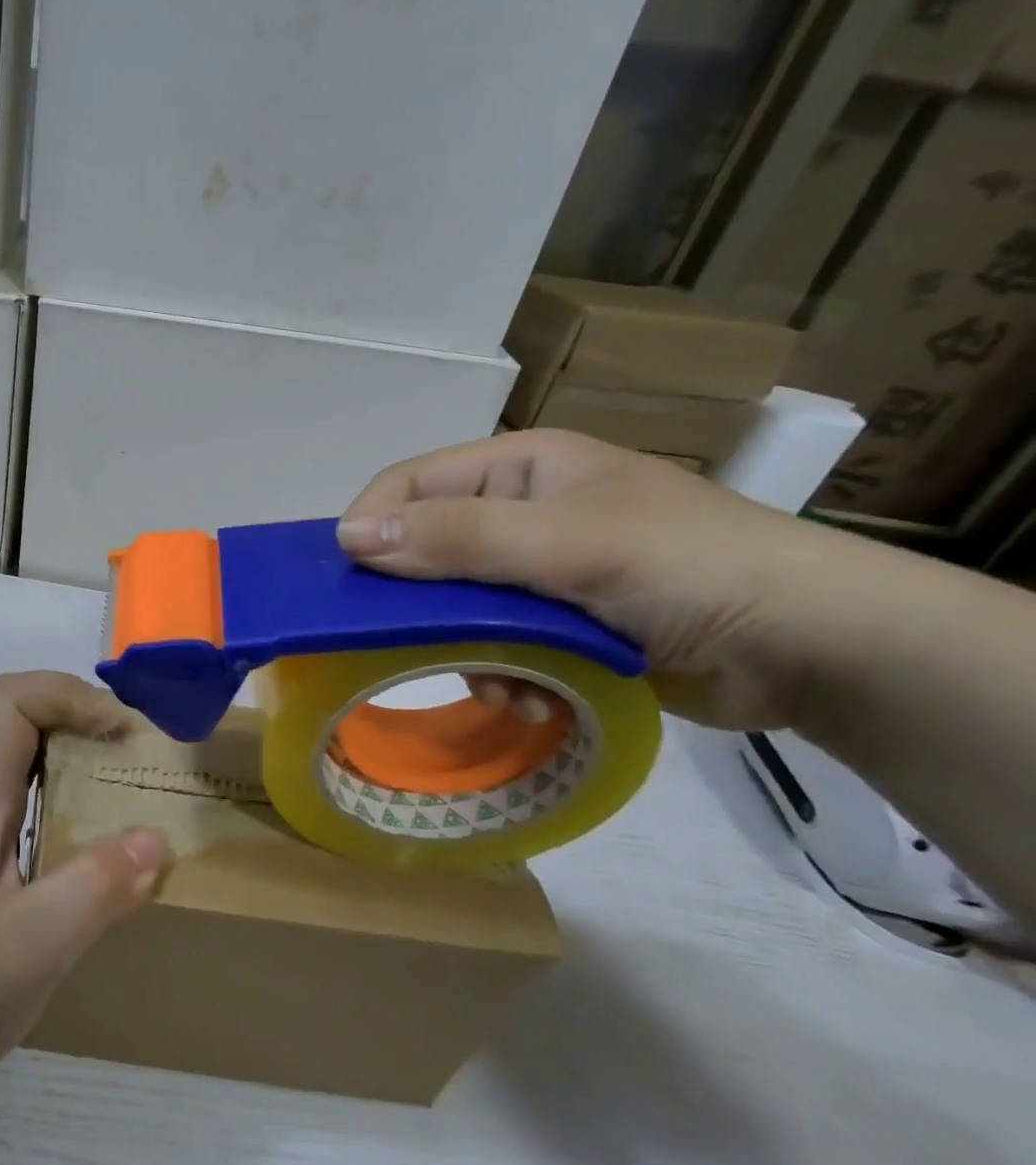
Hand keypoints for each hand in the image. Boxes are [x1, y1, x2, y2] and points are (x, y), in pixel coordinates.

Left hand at [0, 672, 170, 1096]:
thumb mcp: (30, 947)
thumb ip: (94, 889)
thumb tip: (157, 838)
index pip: (9, 700)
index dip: (68, 695)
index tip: (120, 733)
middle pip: (18, 714)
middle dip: (79, 713)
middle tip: (133, 750)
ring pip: (25, 752)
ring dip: (77, 749)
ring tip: (128, 780)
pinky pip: (32, 795)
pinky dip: (72, 791)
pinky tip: (101, 835)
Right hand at [336, 430, 829, 730]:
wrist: (817, 648)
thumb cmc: (688, 568)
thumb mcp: (566, 545)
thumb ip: (457, 538)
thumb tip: (347, 536)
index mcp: (520, 468)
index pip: (410, 484)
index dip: (372, 526)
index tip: (349, 585)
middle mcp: (520, 512)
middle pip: (427, 549)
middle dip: (424, 604)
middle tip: (416, 645)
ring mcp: (538, 570)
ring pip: (454, 605)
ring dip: (466, 649)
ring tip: (500, 683)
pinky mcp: (557, 622)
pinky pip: (493, 642)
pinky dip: (502, 672)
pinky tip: (531, 696)